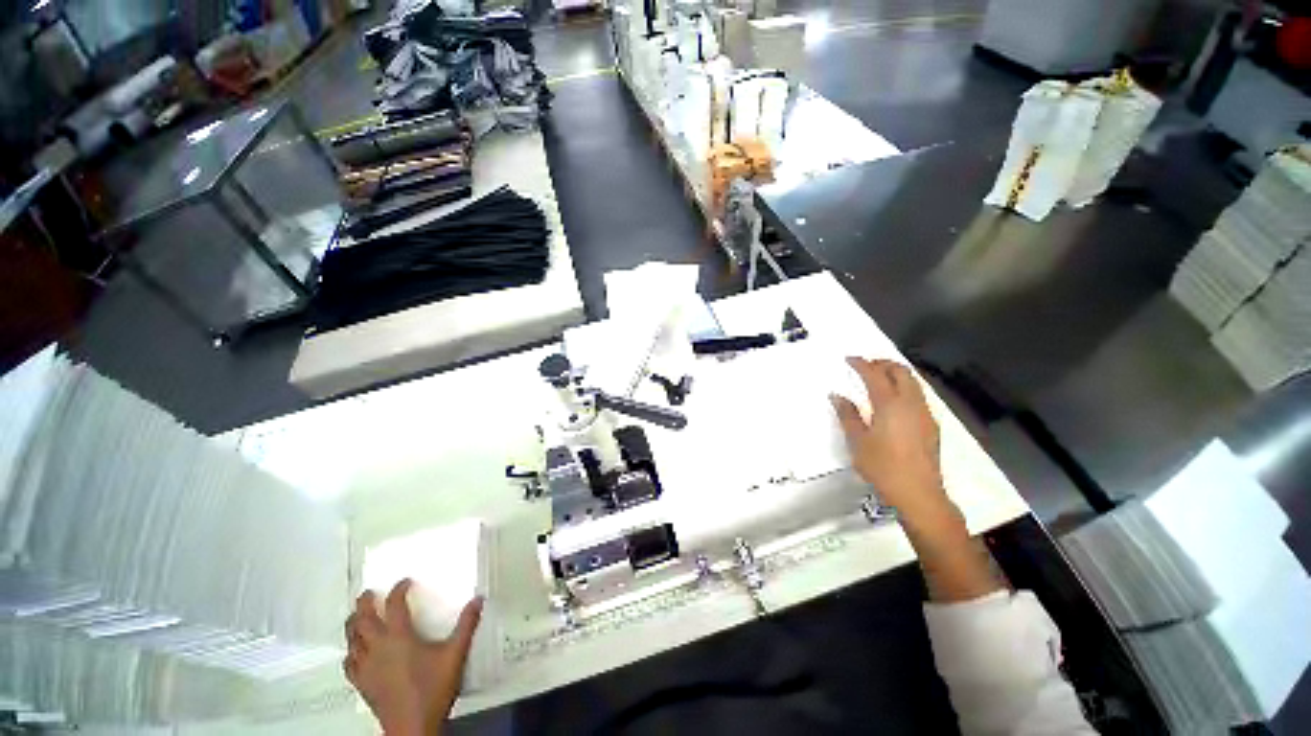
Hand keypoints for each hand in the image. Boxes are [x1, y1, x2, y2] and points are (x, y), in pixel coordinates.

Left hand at [344, 580, 482, 735]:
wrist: (412, 726)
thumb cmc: (433, 688)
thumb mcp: (455, 654)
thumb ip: (466, 625)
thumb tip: (478, 599)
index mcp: (399, 637)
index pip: (394, 605)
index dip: (398, 590)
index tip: (404, 582)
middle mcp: (377, 647)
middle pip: (362, 619)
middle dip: (364, 603)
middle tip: (368, 593)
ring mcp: (365, 667)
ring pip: (351, 639)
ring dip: (353, 625)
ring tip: (357, 617)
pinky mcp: (361, 683)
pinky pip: (349, 663)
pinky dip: (350, 652)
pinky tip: (355, 652)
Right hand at [831, 358, 951, 523]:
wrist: (919, 493)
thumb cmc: (883, 466)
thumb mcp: (857, 441)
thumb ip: (847, 415)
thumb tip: (837, 396)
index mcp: (890, 404)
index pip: (875, 374)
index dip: (861, 364)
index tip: (849, 359)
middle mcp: (911, 403)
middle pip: (901, 372)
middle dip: (883, 363)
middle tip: (866, 365)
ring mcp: (924, 414)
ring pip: (913, 382)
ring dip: (895, 374)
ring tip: (878, 379)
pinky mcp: (931, 425)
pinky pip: (917, 396)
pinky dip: (904, 388)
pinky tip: (893, 401)